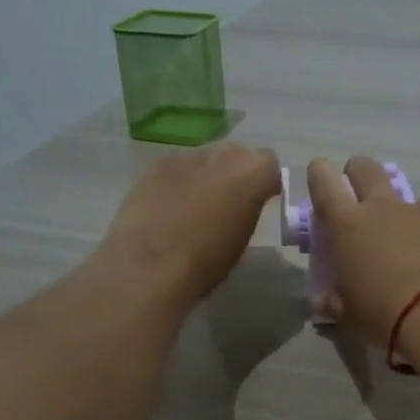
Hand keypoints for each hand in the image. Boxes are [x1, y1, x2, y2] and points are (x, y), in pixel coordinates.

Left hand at [102, 144, 280, 304]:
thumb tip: (241, 205)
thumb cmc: (207, 261)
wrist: (150, 265)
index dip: (264, 183)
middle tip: (228, 204)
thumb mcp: (242, 239)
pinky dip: (178, 184)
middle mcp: (222, 154)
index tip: (259, 202)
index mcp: (252, 172)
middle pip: (236, 155)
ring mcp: (186, 155)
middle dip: (235, 174)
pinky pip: (177, 169)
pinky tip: (169, 209)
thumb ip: (247, 211)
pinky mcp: (155, 165)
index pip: (269, 165)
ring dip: (206, 177)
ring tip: (194, 209)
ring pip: (205, 160)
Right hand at [306, 155, 419, 345]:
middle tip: (360, 200)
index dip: (319, 174)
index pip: (324, 180)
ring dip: (407, 210)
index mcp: (347, 224)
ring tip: (411, 239)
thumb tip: (321, 302)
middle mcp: (383, 207)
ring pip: (410, 193)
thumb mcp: (349, 315)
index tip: (321, 182)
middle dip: (359, 174)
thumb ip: (333, 302)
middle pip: (366, 167)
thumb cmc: (384, 313)